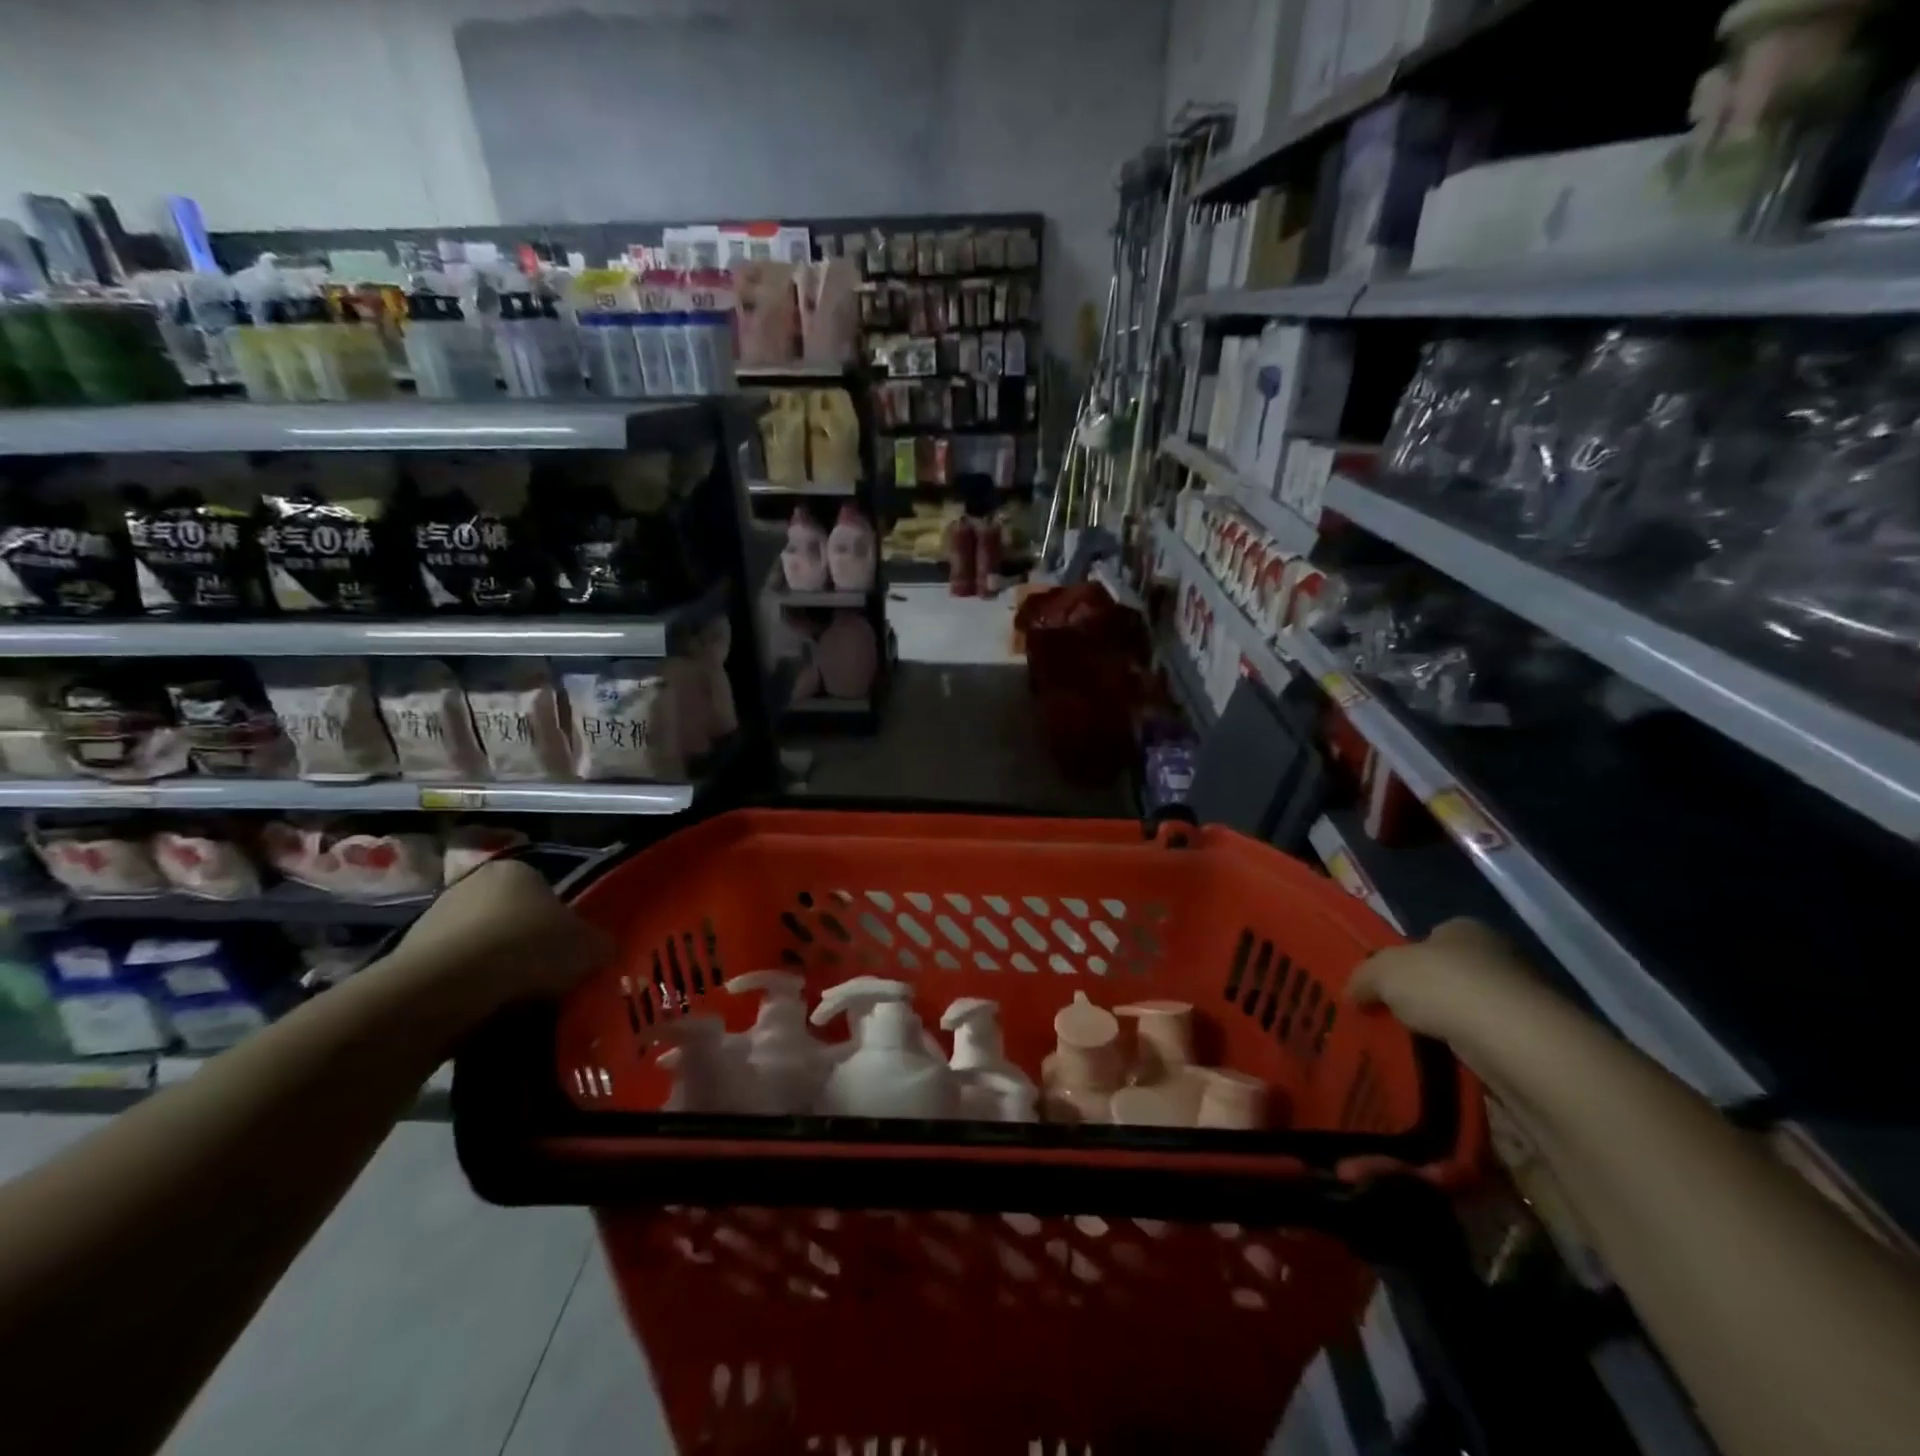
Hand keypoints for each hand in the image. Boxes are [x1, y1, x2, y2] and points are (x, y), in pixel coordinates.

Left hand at [381, 858, 614, 1010]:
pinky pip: (453, 976)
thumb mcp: (589, 947)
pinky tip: (484, 1013)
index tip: (570, 953)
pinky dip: (469, 992)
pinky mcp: (407, 960)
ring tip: (517, 1003)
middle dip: (527, 946)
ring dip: (496, 971)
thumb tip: (601, 951)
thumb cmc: (526, 949)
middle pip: (511, 917)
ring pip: (481, 948)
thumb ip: (599, 944)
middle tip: (549, 978)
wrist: (444, 989)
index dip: (562, 924)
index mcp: (517, 869)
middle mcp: (471, 884)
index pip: (547, 892)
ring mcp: (433, 920)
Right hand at [1348, 918, 1543, 1040]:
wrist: (1516, 1040)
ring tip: (1415, 1044)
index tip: (1385, 985)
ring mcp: (1521, 998)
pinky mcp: (1534, 1039)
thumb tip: (1352, 993)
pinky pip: (1487, 1042)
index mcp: (1464, 928)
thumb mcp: (1382, 972)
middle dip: (1426, 994)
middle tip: (1395, 1015)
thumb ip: (1363, 977)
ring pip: (1469, 1009)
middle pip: (1449, 973)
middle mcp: (1498, 955)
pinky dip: (1469, 1052)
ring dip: (1448, 1026)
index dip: (1405, 959)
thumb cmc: (1445, 986)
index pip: (1429, 938)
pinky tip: (1447, 1063)